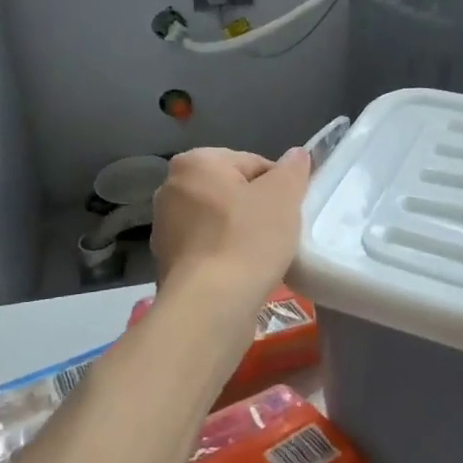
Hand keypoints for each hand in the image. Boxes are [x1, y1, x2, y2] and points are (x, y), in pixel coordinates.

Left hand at [150, 147, 310, 319]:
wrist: (210, 307)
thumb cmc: (247, 240)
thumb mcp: (283, 196)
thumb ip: (293, 169)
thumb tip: (297, 155)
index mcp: (195, 163)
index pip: (253, 163)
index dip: (278, 186)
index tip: (288, 211)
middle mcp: (171, 189)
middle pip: (234, 191)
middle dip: (258, 208)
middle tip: (279, 232)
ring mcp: (165, 228)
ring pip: (221, 221)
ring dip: (243, 233)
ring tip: (263, 256)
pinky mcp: (167, 262)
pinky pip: (209, 248)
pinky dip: (227, 255)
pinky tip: (243, 273)